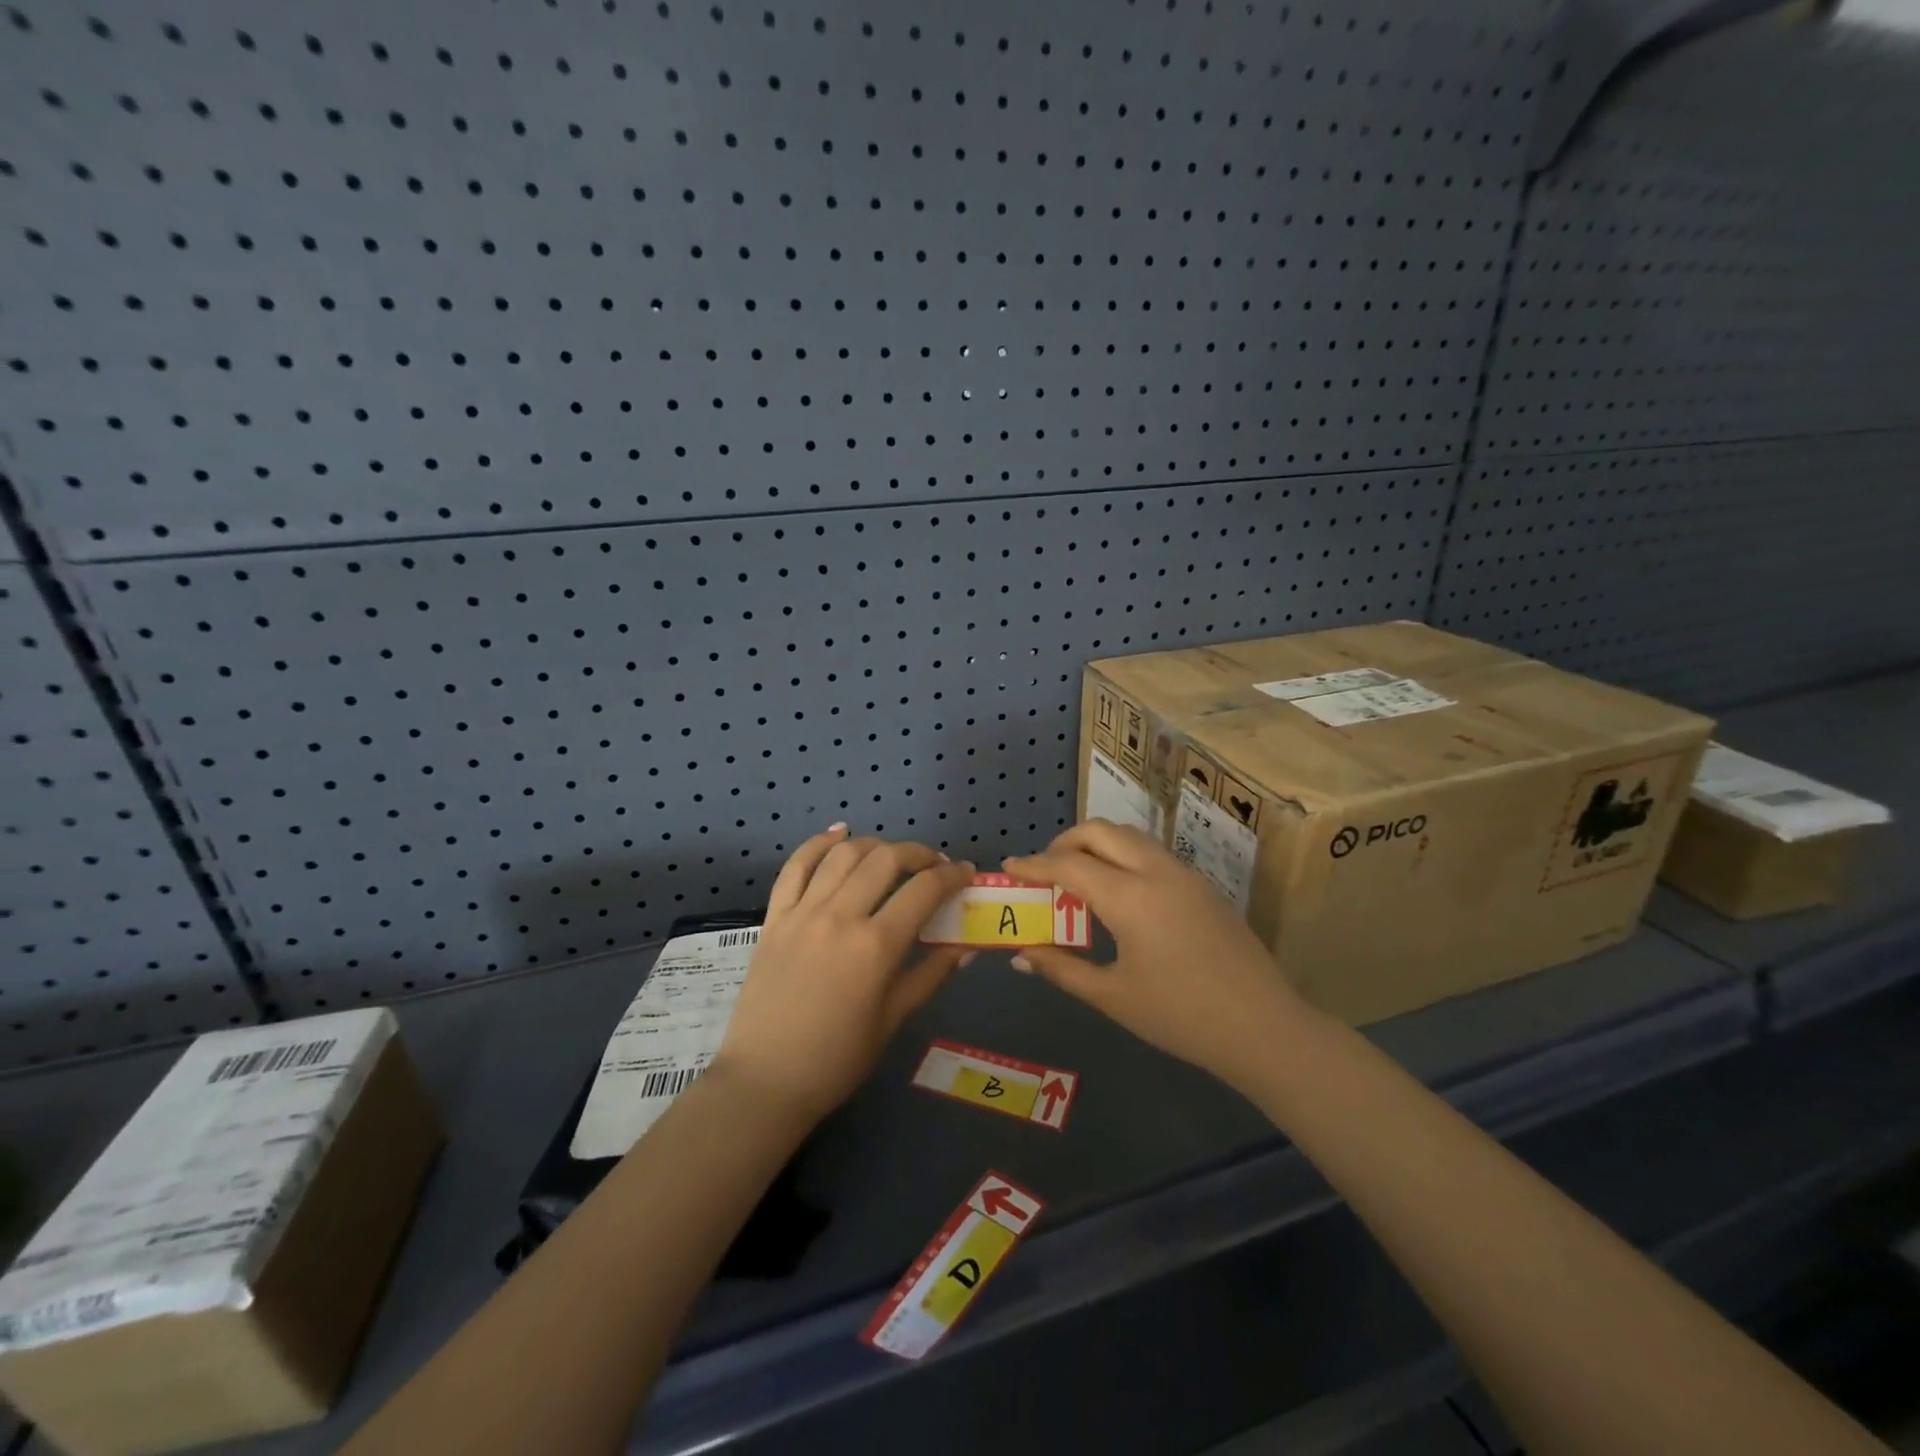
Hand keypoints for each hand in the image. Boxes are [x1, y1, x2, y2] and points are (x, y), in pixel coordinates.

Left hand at [715, 827, 976, 1122]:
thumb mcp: (893, 1020)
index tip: (965, 872)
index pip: (924, 891)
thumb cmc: (837, 1060)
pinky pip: (796, 866)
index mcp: (875, 947)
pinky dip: (818, 843)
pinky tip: (839, 833)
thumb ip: (930, 974)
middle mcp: (840, 917)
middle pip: (885, 860)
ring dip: (874, 845)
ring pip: (843, 854)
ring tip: (891, 855)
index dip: (951, 875)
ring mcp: (802, 913)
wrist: (765, 1081)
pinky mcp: (774, 917)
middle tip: (933, 865)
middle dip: (918, 853)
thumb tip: (965, 946)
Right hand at [1004, 821, 1310, 1091]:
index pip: (1069, 865)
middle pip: (1100, 831)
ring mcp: (1184, 873)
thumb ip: (1062, 970)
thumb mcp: (1113, 997)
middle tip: (1045, 871)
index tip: (1009, 867)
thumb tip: (1020, 956)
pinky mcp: (1202, 884)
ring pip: (1129, 836)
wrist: (1263, 1027)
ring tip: (1078, 879)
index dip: (1034, 865)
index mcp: (1130, 897)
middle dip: (1065, 842)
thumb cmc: (1181, 1017)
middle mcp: (1156, 871)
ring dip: (1096, 845)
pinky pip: (1150, 852)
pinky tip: (1118, 893)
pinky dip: (1122, 856)